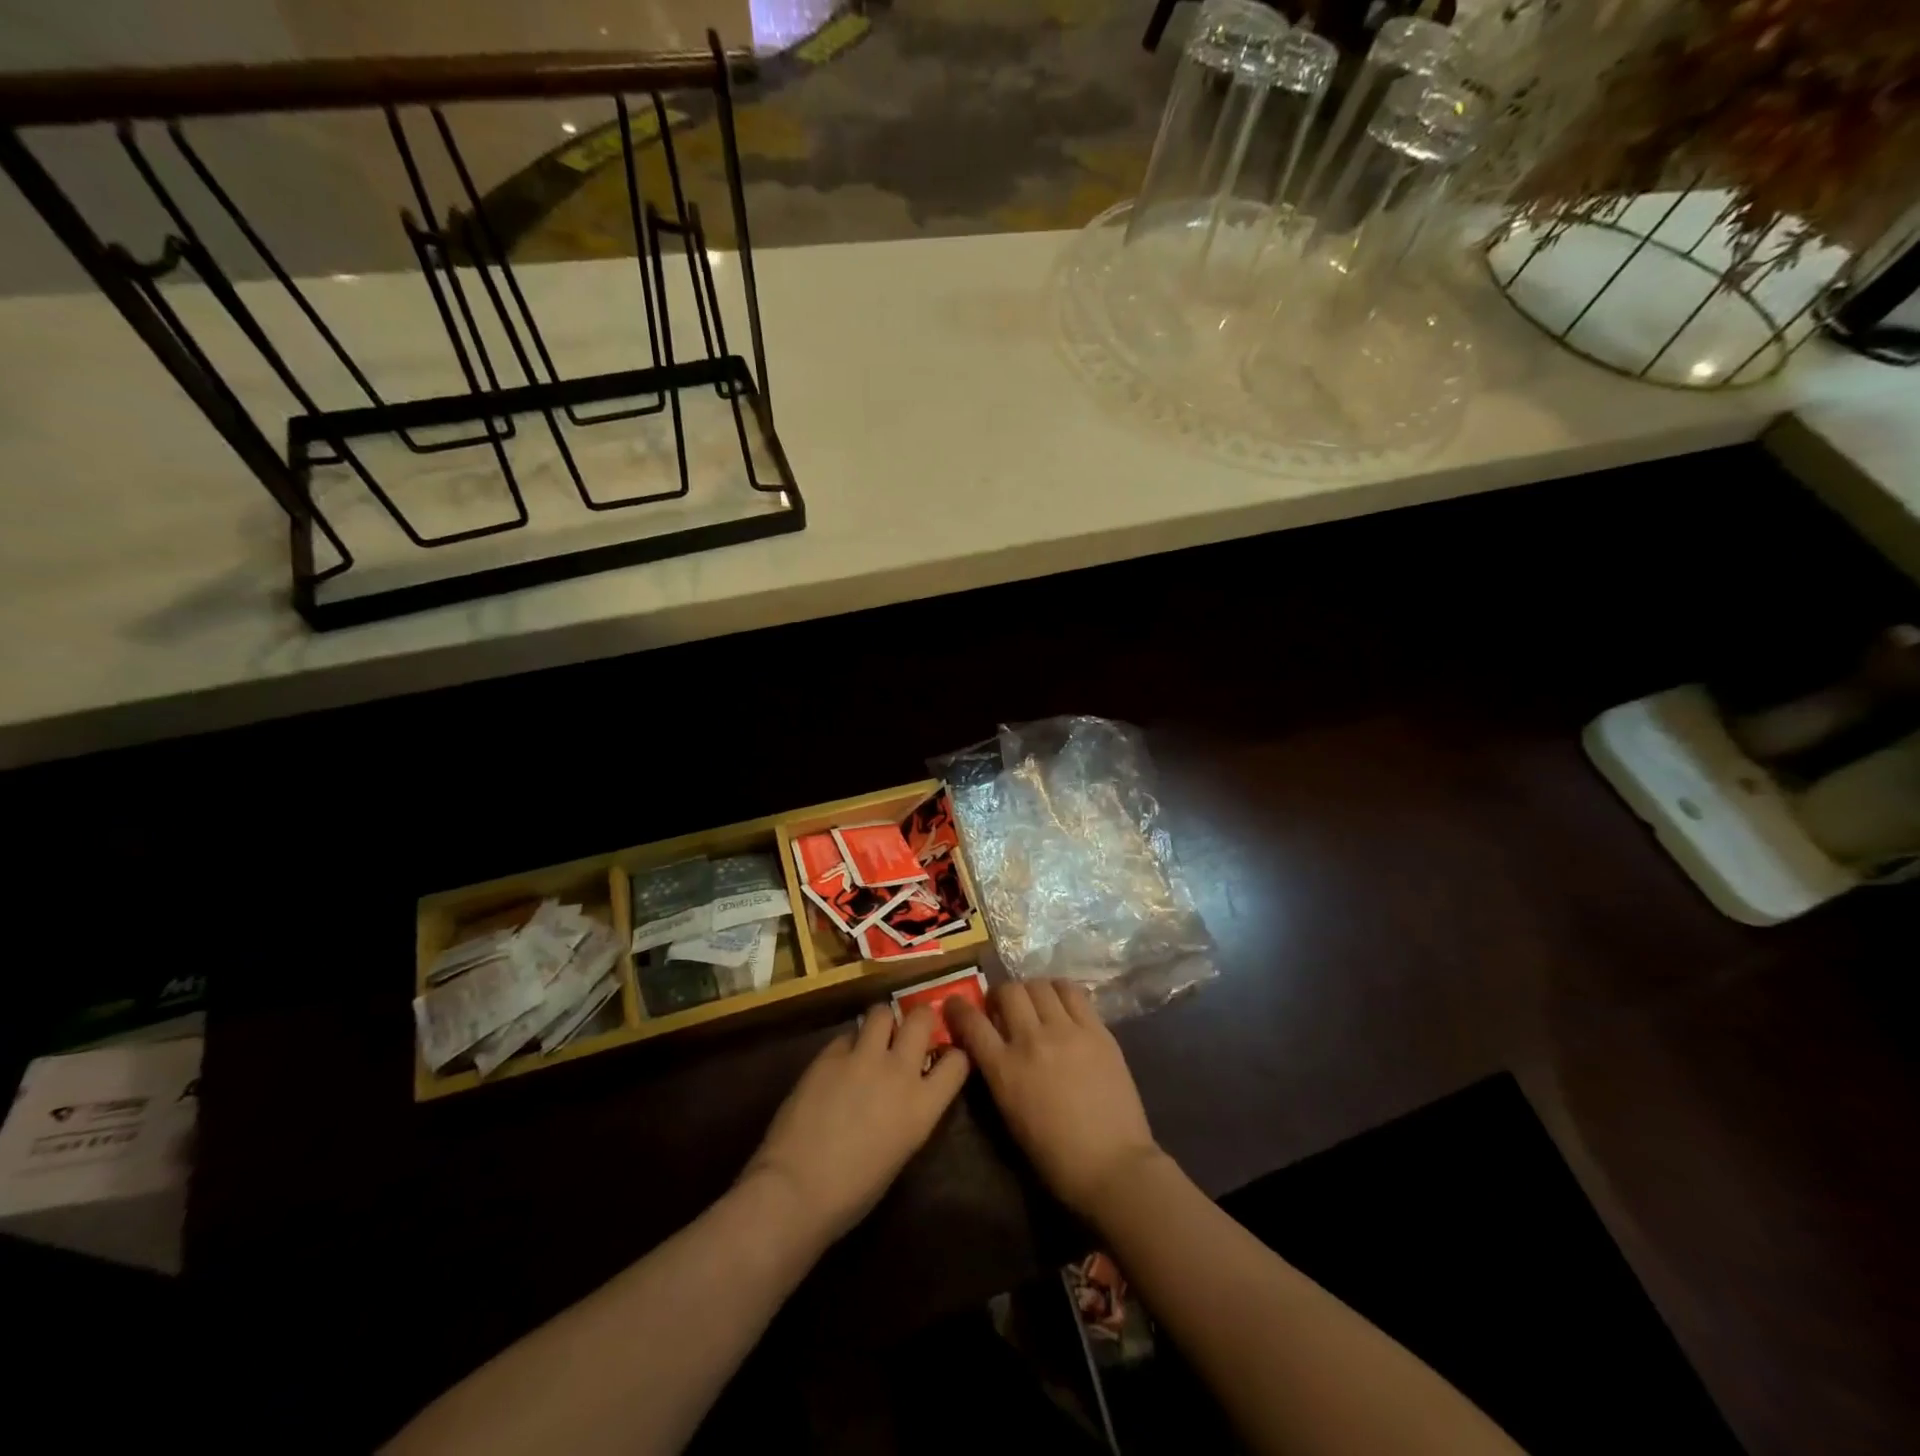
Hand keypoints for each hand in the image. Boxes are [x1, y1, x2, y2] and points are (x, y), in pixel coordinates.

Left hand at [742, 1004, 968, 1245]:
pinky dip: (848, 1045)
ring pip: (881, 1012)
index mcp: (923, 1106)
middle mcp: (899, 1071)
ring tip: (874, 1038)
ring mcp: (862, 1058)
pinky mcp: (829, 1054)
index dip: (952, 1055)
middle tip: (911, 1030)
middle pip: (921, 1019)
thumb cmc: (853, 1192)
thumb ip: (910, 1112)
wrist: (796, 1189)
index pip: (957, 1061)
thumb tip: (906, 1093)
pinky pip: (847, 1035)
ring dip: (882, 1023)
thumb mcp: (900, 1152)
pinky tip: (839, 1064)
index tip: (943, 1057)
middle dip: (920, 1018)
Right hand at [947, 979, 1161, 1220]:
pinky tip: (1060, 1002)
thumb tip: (993, 1046)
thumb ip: (998, 1073)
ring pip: (1038, 985)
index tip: (955, 1004)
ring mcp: (1066, 1031)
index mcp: (1005, 1069)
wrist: (1112, 1165)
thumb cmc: (1055, 1156)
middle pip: (1008, 992)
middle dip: (999, 995)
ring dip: (1029, 991)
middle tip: (1003, 1007)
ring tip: (1034, 1003)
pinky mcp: (1097, 1029)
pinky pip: (1072, 991)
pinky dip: (1059, 990)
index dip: (958, 1008)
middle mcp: (1032, 1040)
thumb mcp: (1009, 1115)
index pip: (972, 1023)